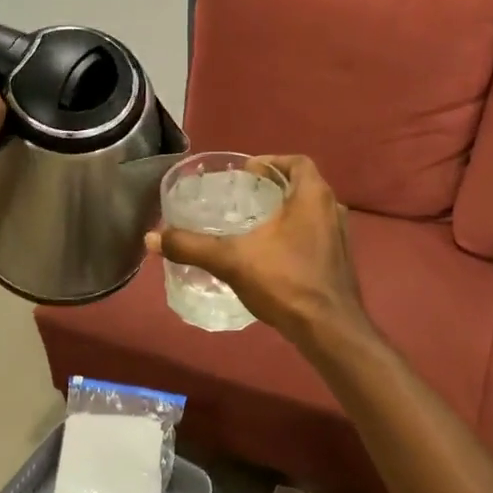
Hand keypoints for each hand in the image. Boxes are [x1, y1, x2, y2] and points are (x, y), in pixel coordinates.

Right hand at [146, 155, 366, 344]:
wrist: (329, 330)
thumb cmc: (286, 282)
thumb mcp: (231, 260)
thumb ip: (191, 246)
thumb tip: (152, 238)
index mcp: (314, 196)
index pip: (297, 162)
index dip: (272, 162)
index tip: (247, 172)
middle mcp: (332, 210)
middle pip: (303, 186)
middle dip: (274, 188)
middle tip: (243, 196)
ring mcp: (340, 238)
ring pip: (310, 213)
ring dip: (285, 213)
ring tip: (253, 224)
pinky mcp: (339, 263)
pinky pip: (315, 237)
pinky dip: (294, 236)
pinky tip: (270, 255)